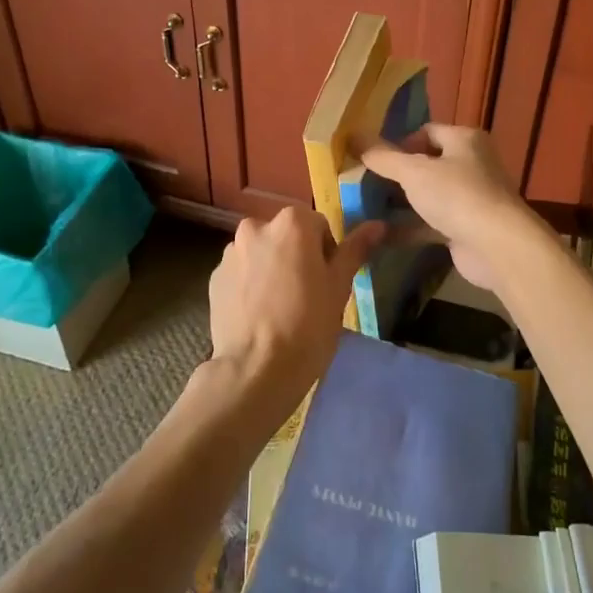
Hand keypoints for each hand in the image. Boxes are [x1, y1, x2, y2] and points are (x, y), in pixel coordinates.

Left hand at [207, 208, 383, 423]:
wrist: (256, 369)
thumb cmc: (308, 324)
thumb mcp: (339, 286)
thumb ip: (356, 249)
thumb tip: (378, 225)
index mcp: (291, 223)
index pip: (318, 225)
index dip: (326, 253)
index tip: (327, 282)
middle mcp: (256, 227)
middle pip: (286, 236)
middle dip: (296, 257)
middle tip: (306, 295)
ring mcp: (230, 253)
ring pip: (261, 254)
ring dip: (271, 269)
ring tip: (279, 308)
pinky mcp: (214, 278)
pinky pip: (240, 273)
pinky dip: (250, 285)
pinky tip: (259, 315)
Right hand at [359, 125, 543, 291]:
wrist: (497, 247)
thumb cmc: (457, 195)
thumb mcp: (414, 172)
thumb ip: (383, 157)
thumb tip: (353, 136)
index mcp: (465, 140)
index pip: (427, 131)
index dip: (399, 142)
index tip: (373, 159)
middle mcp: (471, 164)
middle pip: (426, 164)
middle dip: (396, 175)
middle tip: (363, 184)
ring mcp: (469, 198)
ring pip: (427, 195)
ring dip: (400, 203)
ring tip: (365, 208)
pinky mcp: (465, 228)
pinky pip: (430, 223)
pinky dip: (408, 228)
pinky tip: (380, 235)